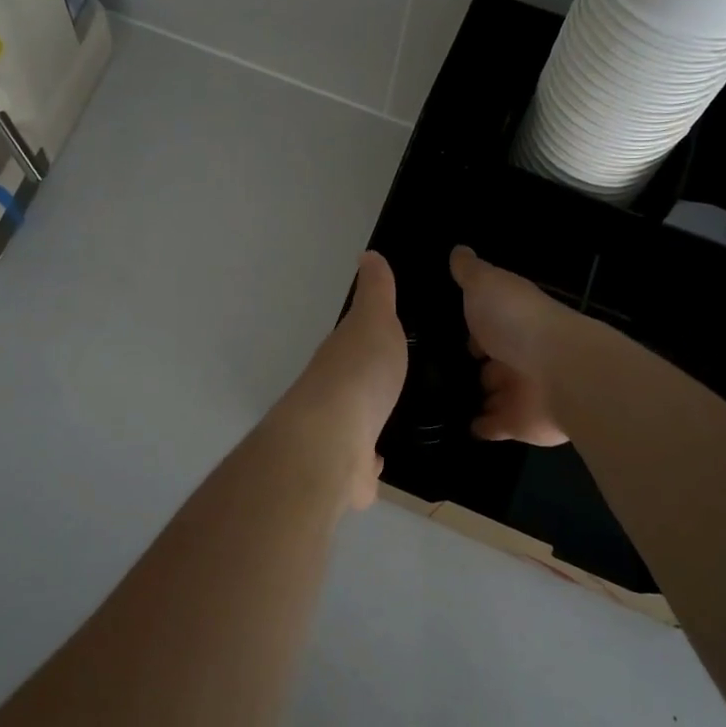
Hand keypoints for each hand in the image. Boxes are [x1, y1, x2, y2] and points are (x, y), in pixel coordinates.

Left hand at [282, 251, 408, 507]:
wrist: (333, 440)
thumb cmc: (359, 373)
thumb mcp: (374, 321)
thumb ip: (376, 293)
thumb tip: (368, 256)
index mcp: (339, 357)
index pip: (353, 344)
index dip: (368, 340)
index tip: (384, 339)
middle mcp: (332, 393)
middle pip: (350, 385)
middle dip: (367, 384)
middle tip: (394, 383)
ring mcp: (335, 433)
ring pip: (353, 423)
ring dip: (366, 422)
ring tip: (391, 420)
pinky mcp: (344, 471)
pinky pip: (359, 463)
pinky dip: (367, 463)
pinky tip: (379, 462)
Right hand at [450, 245, 576, 446]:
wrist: (560, 372)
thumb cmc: (517, 321)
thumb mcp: (485, 285)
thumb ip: (470, 272)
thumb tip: (458, 250)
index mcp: (513, 319)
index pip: (488, 320)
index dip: (472, 324)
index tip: (450, 329)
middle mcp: (519, 352)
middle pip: (492, 358)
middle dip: (476, 363)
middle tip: (441, 369)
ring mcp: (520, 390)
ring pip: (493, 392)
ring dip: (478, 395)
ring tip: (444, 400)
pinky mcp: (519, 423)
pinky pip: (494, 426)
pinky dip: (481, 426)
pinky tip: (462, 426)